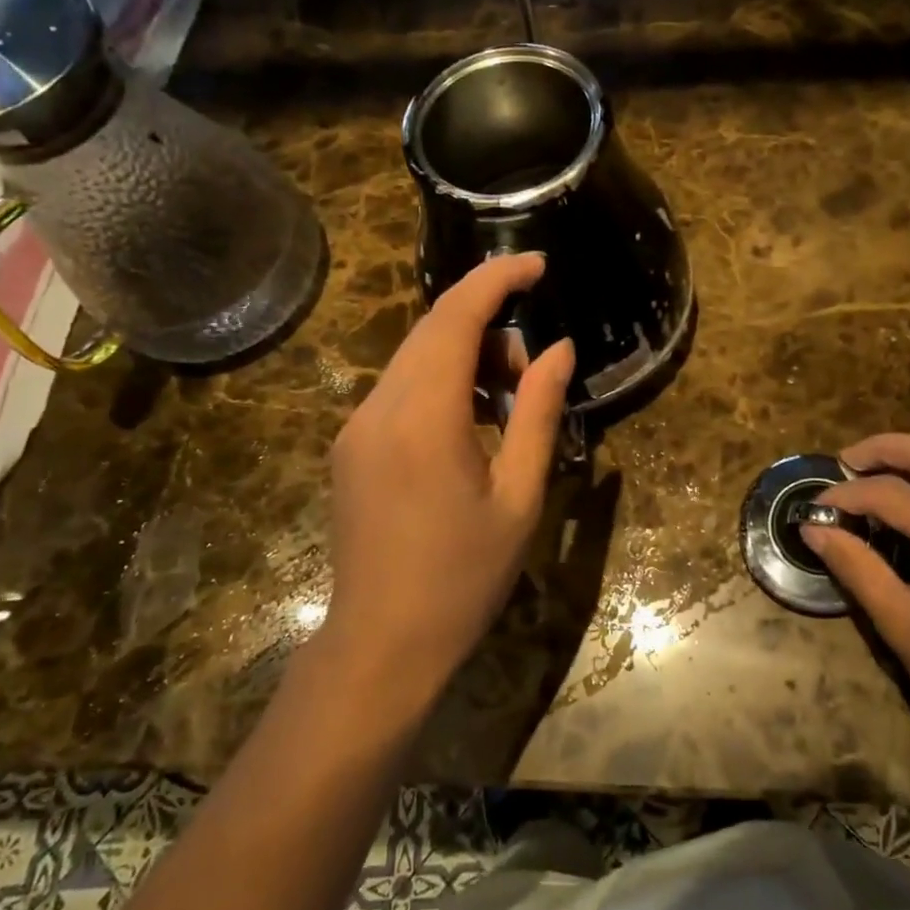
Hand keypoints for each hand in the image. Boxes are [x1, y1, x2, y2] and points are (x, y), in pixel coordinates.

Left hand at [316, 254, 574, 717]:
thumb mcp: (519, 496)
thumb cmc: (463, 577)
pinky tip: (471, 422)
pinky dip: (442, 382)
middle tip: (533, 368)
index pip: (455, 318)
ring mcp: (355, 426)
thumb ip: (540, 413)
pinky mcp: (349, 445)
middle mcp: (378, 408)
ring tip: (509, 401)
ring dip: (466, 356)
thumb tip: (559, 349)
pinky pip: (399, 387)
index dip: (497, 279)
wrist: (381, 645)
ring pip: (414, 356)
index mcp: (423, 418)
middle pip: (432, 329)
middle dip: (489, 324)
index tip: (538, 265)